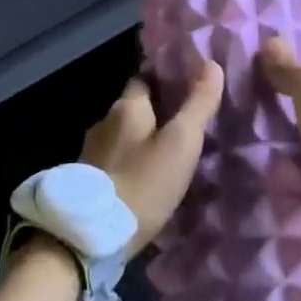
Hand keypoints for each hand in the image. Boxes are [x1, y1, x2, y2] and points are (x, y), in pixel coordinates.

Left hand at [80, 59, 225, 255]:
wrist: (92, 236)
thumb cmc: (143, 183)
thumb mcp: (181, 143)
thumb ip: (198, 104)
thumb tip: (212, 64)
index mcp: (126, 107)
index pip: (145, 78)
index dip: (165, 79)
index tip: (187, 85)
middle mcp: (103, 122)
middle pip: (133, 108)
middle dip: (155, 113)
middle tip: (184, 123)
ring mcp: (91, 152)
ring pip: (122, 136)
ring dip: (141, 140)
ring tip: (167, 153)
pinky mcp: (87, 181)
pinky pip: (114, 160)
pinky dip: (130, 162)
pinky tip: (144, 177)